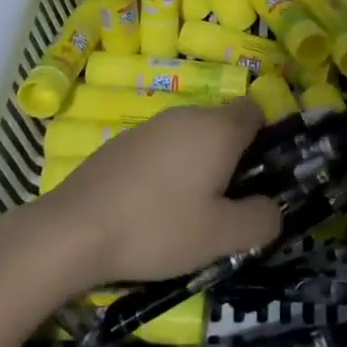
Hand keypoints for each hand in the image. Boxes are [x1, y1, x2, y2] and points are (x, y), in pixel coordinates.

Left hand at [30, 99, 282, 288]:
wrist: (74, 229)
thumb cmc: (158, 227)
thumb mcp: (221, 237)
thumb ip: (260, 220)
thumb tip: (273, 208)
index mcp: (217, 129)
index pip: (255, 110)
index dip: (265, 138)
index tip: (259, 176)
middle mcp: (186, 115)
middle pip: (223, 124)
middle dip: (231, 158)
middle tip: (226, 203)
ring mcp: (150, 126)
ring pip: (191, 136)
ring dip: (198, 164)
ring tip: (188, 212)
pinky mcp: (122, 141)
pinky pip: (161, 147)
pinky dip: (167, 169)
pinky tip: (151, 207)